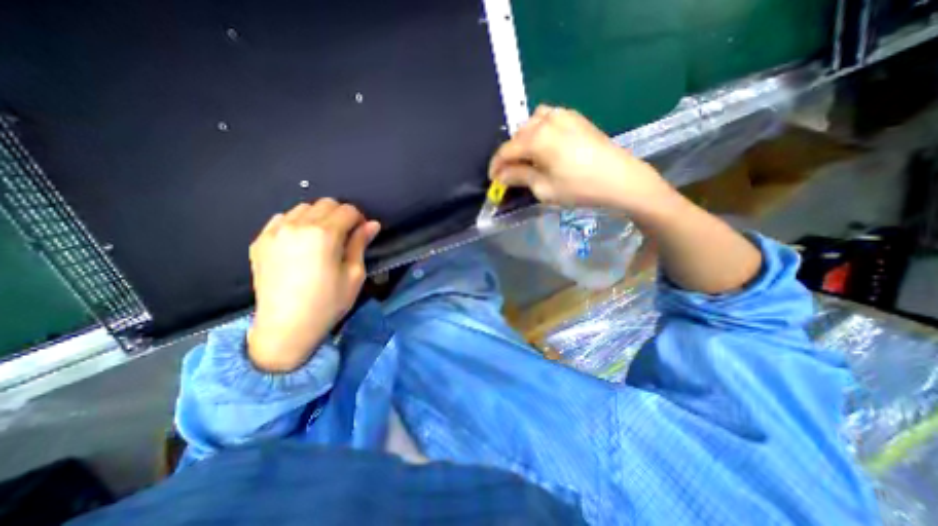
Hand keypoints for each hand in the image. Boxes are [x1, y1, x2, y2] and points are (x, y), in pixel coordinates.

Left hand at [249, 198, 379, 373]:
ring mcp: (275, 231)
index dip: (360, 220)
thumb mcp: (354, 274)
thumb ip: (361, 244)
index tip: (362, 234)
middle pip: (326, 203)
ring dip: (319, 217)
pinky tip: (300, 243)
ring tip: (322, 240)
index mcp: (324, 233)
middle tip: (345, 237)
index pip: (348, 210)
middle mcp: (298, 224)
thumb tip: (373, 224)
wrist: (286, 327)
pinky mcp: (260, 241)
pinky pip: (282, 218)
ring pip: (303, 208)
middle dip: (341, 215)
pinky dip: (296, 223)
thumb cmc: (328, 302)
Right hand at [488, 102, 669, 211]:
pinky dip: (539, 130)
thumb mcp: (544, 188)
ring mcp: (563, 115)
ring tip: (527, 158)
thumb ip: (519, 177)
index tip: (493, 180)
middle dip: (509, 155)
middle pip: (517, 135)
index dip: (496, 166)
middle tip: (509, 174)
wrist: (620, 179)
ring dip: (523, 140)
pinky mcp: (575, 117)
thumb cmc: (579, 188)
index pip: (506, 150)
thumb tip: (500, 175)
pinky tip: (544, 145)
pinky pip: (548, 118)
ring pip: (531, 123)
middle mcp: (546, 120)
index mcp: (536, 138)